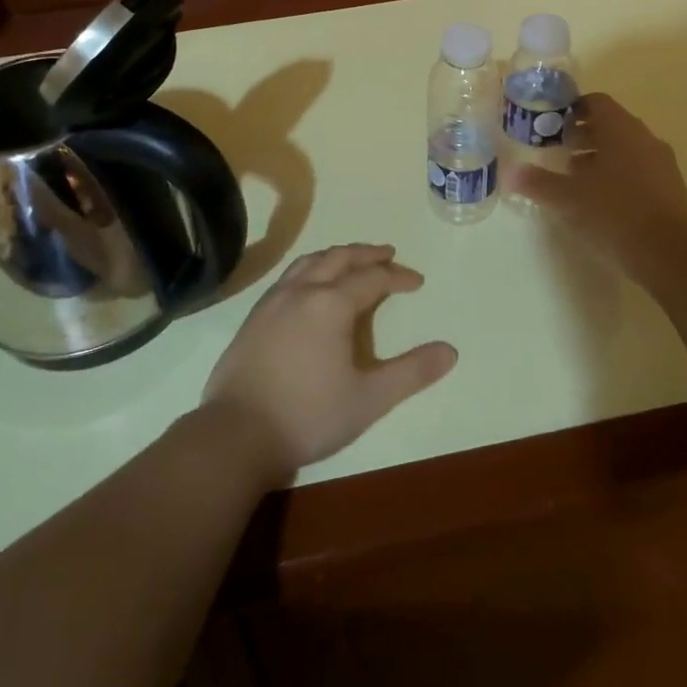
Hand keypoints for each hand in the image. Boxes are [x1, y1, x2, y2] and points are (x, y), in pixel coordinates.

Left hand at [201, 244, 456, 481]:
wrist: (236, 433)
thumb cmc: (308, 415)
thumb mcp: (369, 399)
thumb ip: (411, 372)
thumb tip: (450, 351)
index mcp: (331, 303)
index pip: (372, 278)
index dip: (398, 276)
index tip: (417, 282)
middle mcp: (301, 290)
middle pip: (339, 258)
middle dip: (367, 254)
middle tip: (388, 254)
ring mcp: (273, 301)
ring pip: (309, 262)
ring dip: (336, 256)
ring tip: (352, 261)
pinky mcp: (254, 317)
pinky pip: (289, 277)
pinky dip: (311, 269)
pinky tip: (311, 287)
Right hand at [503, 93, 686, 290]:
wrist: (669, 254)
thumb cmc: (613, 213)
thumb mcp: (566, 198)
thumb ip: (537, 182)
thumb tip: (511, 173)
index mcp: (620, 129)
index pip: (596, 102)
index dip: (572, 109)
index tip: (552, 124)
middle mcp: (644, 139)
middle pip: (611, 125)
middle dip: (583, 135)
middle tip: (558, 150)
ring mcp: (662, 164)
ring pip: (626, 149)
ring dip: (600, 157)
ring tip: (575, 178)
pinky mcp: (671, 189)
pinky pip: (639, 170)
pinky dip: (618, 175)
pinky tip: (601, 200)